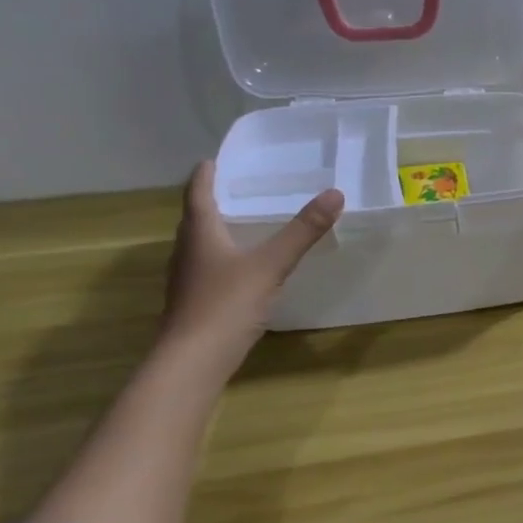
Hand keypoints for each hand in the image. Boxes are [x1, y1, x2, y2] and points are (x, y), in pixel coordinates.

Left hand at [159, 162, 344, 369]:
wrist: (192, 362)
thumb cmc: (226, 304)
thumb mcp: (271, 264)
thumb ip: (302, 231)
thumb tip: (335, 193)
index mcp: (200, 233)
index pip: (197, 193)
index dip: (205, 175)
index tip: (213, 159)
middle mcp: (187, 251)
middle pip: (196, 218)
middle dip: (214, 201)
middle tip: (239, 188)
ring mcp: (187, 280)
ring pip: (201, 245)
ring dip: (218, 231)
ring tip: (245, 223)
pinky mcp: (194, 303)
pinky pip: (209, 270)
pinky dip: (224, 258)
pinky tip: (244, 269)